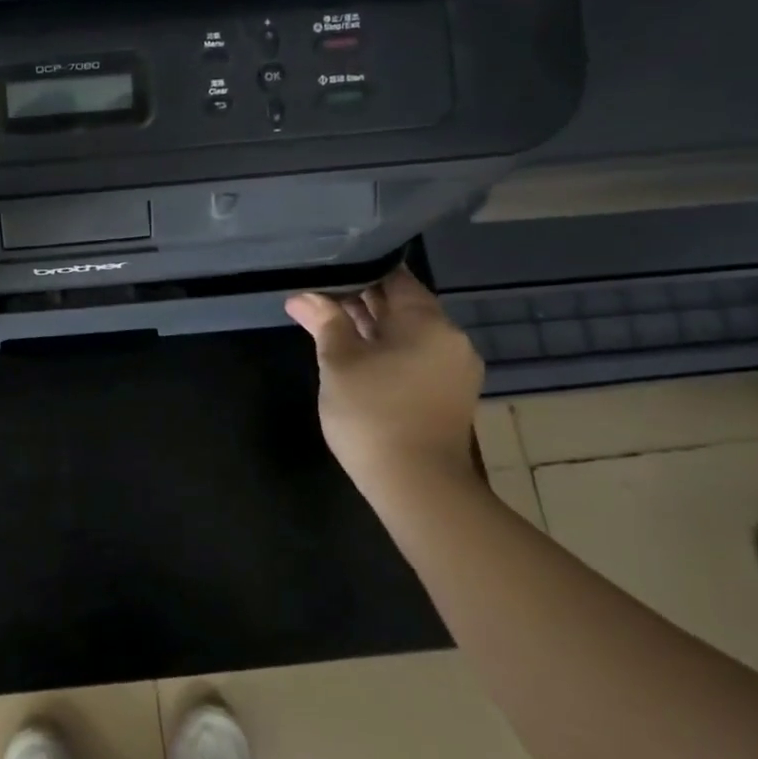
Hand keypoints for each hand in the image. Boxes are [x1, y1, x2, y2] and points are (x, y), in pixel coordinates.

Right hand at [285, 267, 484, 504]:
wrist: (418, 486)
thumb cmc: (373, 414)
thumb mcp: (338, 363)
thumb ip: (324, 322)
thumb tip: (303, 296)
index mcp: (428, 322)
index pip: (394, 278)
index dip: (358, 273)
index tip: (327, 275)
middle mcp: (450, 338)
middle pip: (403, 306)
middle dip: (361, 302)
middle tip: (320, 303)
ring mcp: (454, 369)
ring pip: (409, 334)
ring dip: (373, 329)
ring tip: (331, 329)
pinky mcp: (450, 395)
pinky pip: (416, 358)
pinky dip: (389, 352)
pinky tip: (358, 359)